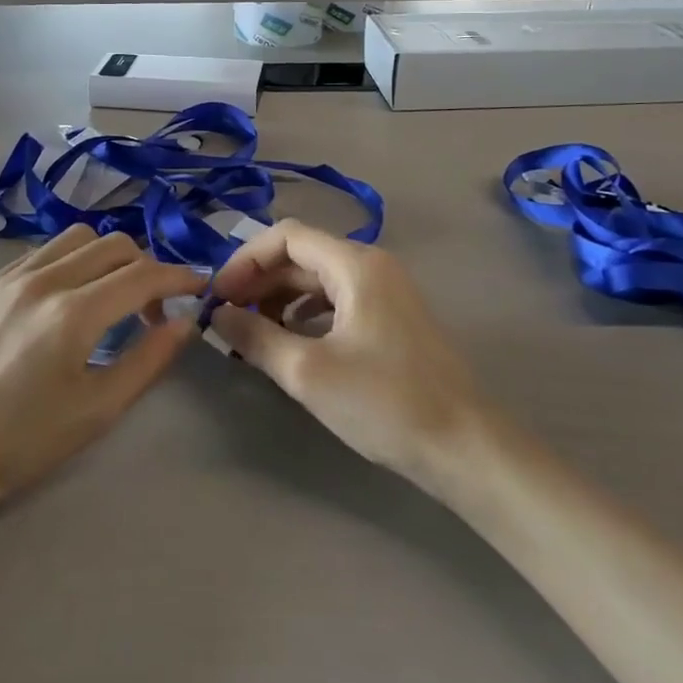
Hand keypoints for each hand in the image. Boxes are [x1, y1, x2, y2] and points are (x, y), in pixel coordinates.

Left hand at [0, 228, 202, 515]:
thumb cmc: (20, 444)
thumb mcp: (96, 411)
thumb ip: (147, 361)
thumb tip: (184, 323)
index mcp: (72, 314)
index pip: (142, 275)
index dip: (178, 276)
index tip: (199, 286)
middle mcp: (42, 279)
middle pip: (113, 244)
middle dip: (146, 266)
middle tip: (153, 306)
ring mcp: (8, 276)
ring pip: (76, 237)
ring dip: (107, 256)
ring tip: (111, 295)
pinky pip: (42, 252)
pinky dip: (70, 261)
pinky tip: (66, 298)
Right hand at [209, 222, 485, 493]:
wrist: (464, 447)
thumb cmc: (384, 402)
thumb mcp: (308, 371)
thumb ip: (256, 337)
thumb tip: (218, 316)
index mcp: (355, 264)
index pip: (286, 236)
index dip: (245, 259)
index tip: (219, 296)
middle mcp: (371, 265)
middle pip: (301, 255)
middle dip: (258, 281)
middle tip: (226, 316)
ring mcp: (385, 291)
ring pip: (317, 278)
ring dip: (278, 298)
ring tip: (251, 331)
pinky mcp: (390, 318)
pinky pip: (336, 300)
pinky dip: (304, 313)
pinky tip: (289, 340)